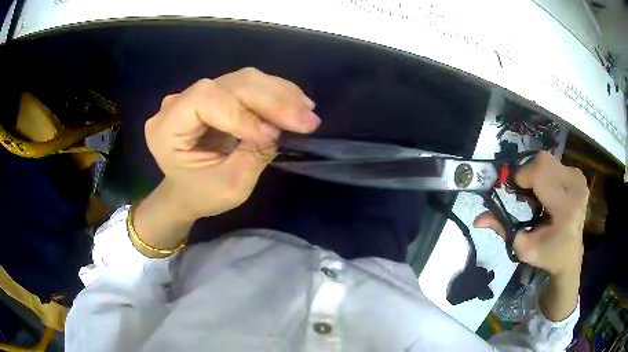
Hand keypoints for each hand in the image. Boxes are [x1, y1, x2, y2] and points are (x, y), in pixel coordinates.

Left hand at [144, 67, 319, 221]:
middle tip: (307, 119)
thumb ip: (252, 156)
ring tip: (307, 112)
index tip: (273, 136)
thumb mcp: (229, 186)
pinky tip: (297, 104)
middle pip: (229, 84)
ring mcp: (196, 94)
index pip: (205, 101)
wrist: (187, 190)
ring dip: (280, 93)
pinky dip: (276, 93)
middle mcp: (177, 103)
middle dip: (271, 100)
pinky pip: (248, 84)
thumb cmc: (201, 195)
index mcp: (165, 128)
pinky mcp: (215, 93)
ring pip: (243, 79)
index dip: (241, 114)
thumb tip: (279, 128)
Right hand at [473, 151, 587, 274]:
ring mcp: (578, 178)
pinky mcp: (578, 174)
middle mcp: (575, 186)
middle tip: (522, 194)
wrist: (570, 254)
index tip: (511, 192)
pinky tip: (547, 192)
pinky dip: (545, 174)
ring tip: (536, 196)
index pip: (540, 172)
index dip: (520, 176)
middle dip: (527, 173)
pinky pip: (555, 163)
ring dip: (536, 174)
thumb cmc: (548, 254)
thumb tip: (478, 219)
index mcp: (566, 207)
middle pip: (543, 161)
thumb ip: (503, 229)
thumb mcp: (523, 248)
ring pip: (547, 160)